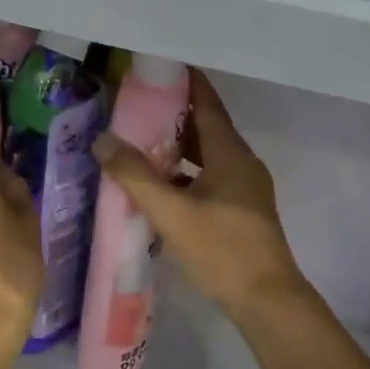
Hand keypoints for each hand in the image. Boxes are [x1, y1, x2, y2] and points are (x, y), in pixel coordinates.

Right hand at [93, 71, 308, 328]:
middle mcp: (241, 163)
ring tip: (138, 143)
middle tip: (134, 107)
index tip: (156, 68)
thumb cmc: (222, 250)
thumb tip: (102, 140)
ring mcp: (244, 188)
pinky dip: (184, 174)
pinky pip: (209, 178)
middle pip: (205, 127)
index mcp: (230, 153)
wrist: (267, 300)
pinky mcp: (240, 210)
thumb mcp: (172, 213)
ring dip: (177, 148)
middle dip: (171, 115)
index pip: (206, 103)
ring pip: (206, 155)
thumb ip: (135, 176)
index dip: (184, 82)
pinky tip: (158, 187)